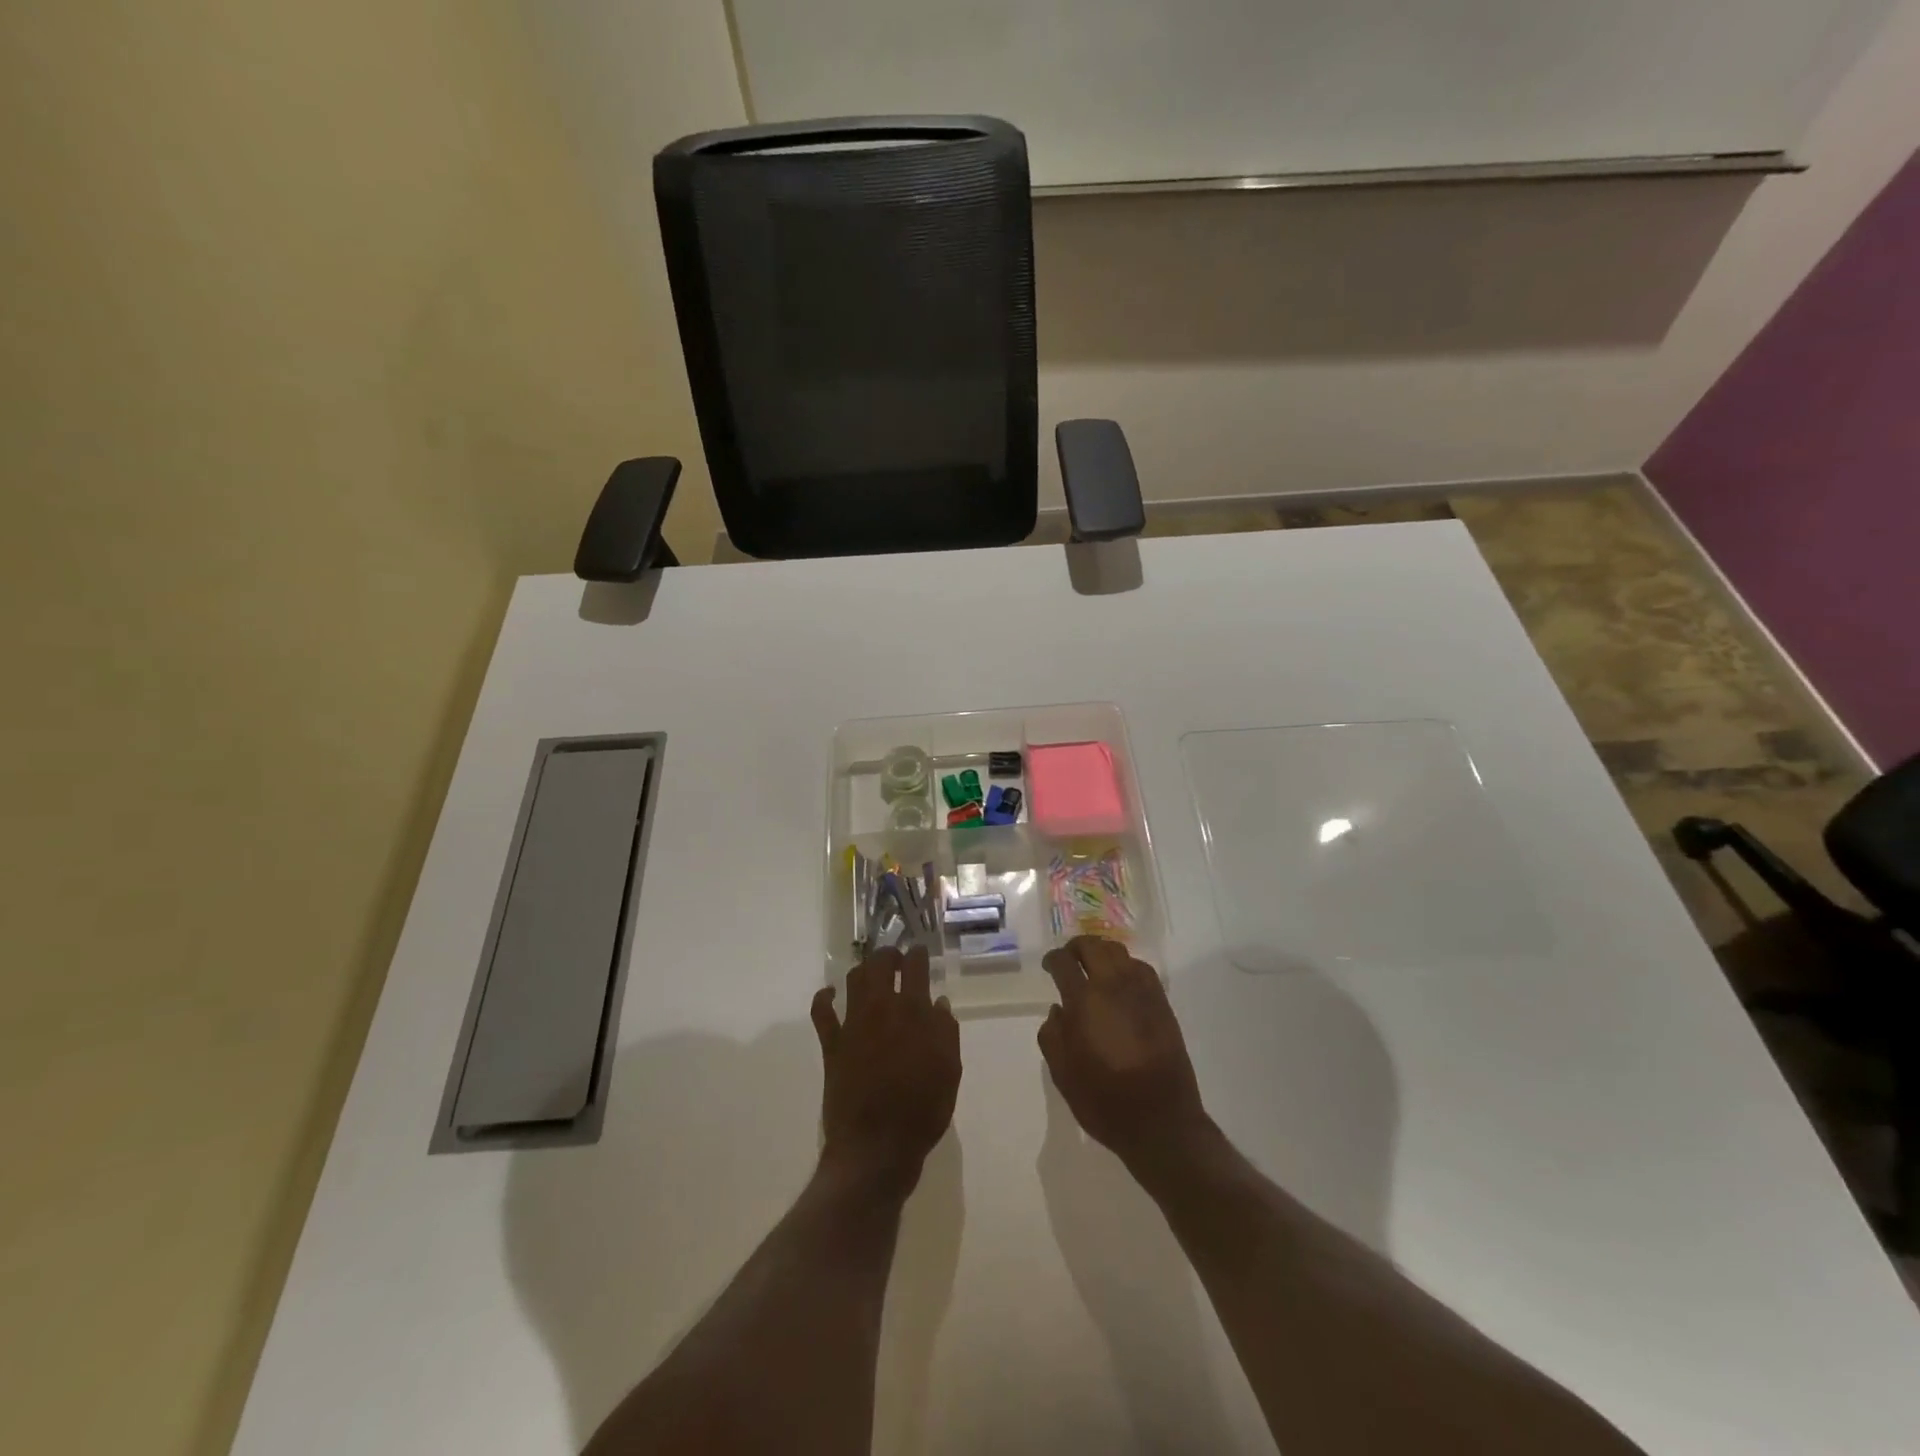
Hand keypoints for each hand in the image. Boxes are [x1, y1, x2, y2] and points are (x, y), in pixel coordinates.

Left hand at [811, 945, 960, 1195]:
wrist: (877, 1146)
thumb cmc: (922, 1110)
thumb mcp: (950, 1070)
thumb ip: (946, 1031)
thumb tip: (938, 1002)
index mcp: (913, 1012)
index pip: (915, 967)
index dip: (919, 954)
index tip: (921, 952)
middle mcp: (881, 1009)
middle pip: (880, 964)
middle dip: (889, 955)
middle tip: (897, 959)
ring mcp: (853, 1025)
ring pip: (854, 980)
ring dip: (863, 970)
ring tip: (872, 973)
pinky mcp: (832, 1045)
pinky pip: (822, 1013)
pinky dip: (824, 998)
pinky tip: (830, 994)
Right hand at [1039, 936, 1208, 1166]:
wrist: (1161, 1120)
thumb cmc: (1104, 1100)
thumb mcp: (1063, 1074)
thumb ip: (1052, 1036)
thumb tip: (1057, 1010)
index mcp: (1084, 1002)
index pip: (1064, 963)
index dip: (1052, 959)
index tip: (1048, 965)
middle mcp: (1113, 986)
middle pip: (1092, 946)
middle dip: (1076, 948)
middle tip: (1068, 959)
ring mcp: (1141, 991)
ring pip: (1118, 951)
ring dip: (1101, 952)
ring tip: (1093, 966)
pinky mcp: (1161, 1002)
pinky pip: (1140, 967)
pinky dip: (1125, 964)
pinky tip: (1120, 981)